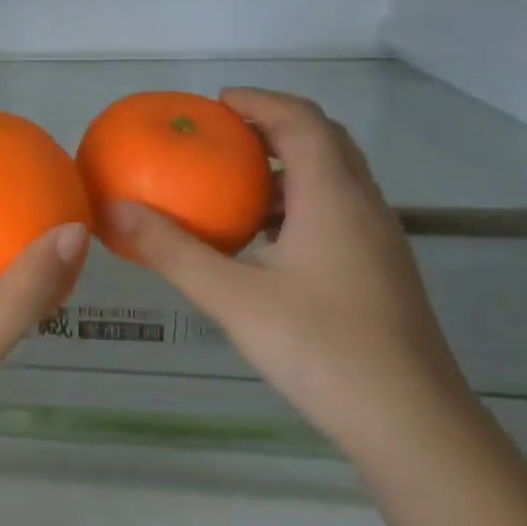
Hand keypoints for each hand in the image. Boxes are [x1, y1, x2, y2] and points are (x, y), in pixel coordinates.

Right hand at [108, 89, 470, 454]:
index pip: (301, 121)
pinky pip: (339, 211)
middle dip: (275, 126)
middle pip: (325, 141)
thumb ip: (172, 250)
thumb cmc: (319, 348)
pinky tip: (266, 241)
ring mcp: (380, 241)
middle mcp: (364, 207)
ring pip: (337, 178)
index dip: (260, 101)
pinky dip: (301, 202)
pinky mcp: (381, 272)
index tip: (217, 103)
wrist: (411, 423)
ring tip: (236, 183)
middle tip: (224, 135)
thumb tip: (115, 210)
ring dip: (290, 166)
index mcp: (333, 197)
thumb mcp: (231, 297)